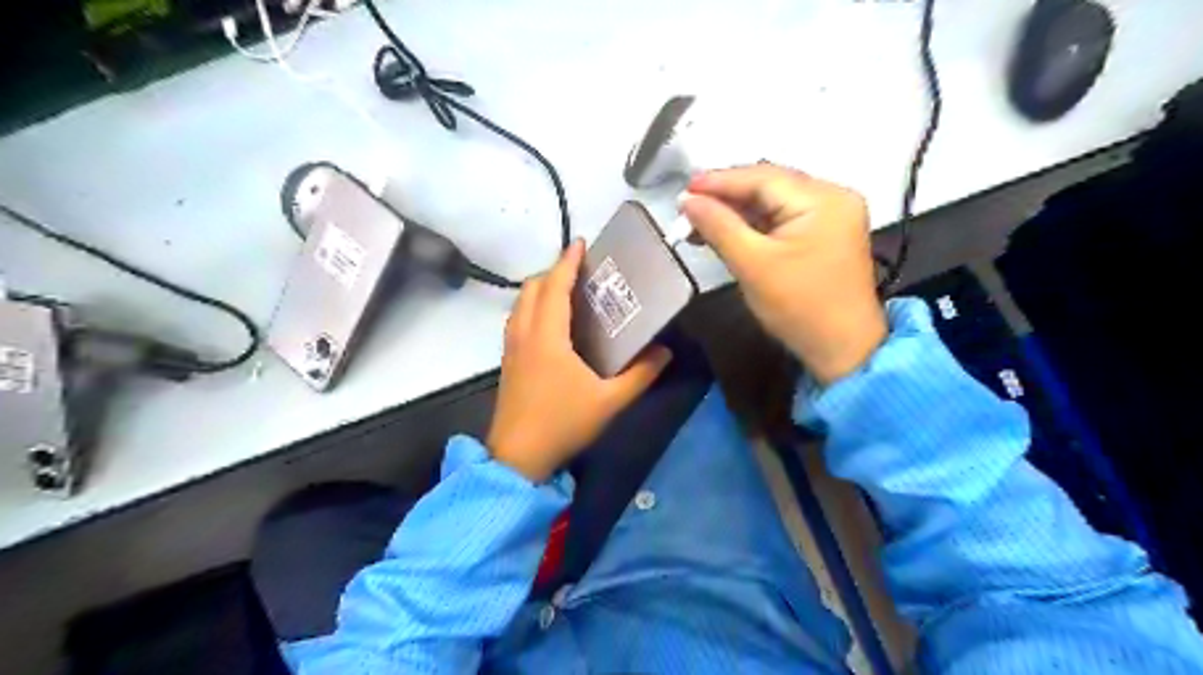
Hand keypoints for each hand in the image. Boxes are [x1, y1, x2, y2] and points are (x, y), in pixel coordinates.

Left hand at [492, 240, 675, 480]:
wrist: (518, 458)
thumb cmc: (563, 424)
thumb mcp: (609, 402)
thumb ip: (640, 375)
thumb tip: (665, 352)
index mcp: (547, 336)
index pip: (555, 286)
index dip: (567, 262)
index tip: (581, 244)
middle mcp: (524, 334)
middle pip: (532, 288)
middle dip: (553, 272)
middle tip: (580, 271)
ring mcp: (511, 348)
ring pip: (521, 303)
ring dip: (540, 288)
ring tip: (566, 290)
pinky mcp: (508, 362)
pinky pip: (517, 320)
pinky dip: (532, 307)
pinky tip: (550, 322)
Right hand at [681, 165, 886, 385]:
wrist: (841, 350)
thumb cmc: (798, 307)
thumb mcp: (753, 264)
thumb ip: (719, 226)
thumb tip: (687, 200)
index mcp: (823, 199)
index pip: (762, 177)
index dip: (719, 181)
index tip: (683, 190)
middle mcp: (833, 195)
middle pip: (769, 184)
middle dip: (727, 195)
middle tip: (688, 206)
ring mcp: (832, 214)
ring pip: (774, 201)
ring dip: (737, 210)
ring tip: (700, 220)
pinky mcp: (825, 233)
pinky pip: (783, 217)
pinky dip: (754, 223)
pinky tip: (727, 230)